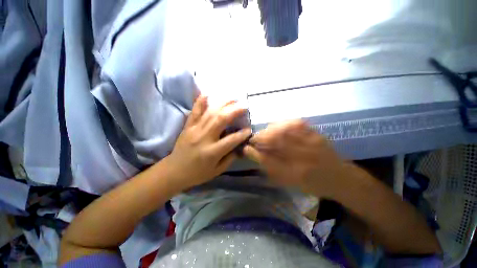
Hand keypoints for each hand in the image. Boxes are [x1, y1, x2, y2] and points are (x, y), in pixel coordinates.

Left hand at [167, 96, 250, 188]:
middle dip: (234, 111)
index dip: (242, 133)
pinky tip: (207, 94)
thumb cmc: (197, 173)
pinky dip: (200, 102)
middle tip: (244, 106)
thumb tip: (239, 145)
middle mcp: (204, 138)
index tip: (249, 129)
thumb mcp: (217, 170)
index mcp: (212, 152)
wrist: (174, 171)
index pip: (232, 139)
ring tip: (233, 99)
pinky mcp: (187, 126)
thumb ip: (230, 158)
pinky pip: (194, 112)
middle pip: (221, 120)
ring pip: (210, 113)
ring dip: (223, 104)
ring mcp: (194, 130)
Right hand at [243, 120, 348, 197]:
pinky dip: (283, 123)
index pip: (268, 161)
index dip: (254, 152)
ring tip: (265, 133)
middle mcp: (303, 158)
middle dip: (260, 138)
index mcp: (296, 174)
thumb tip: (255, 155)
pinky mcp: (316, 134)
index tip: (245, 148)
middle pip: (275, 142)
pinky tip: (278, 127)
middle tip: (254, 139)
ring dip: (270, 130)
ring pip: (284, 130)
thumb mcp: (289, 182)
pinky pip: (296, 124)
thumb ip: (272, 168)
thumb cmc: (311, 184)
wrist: (339, 177)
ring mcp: (311, 143)